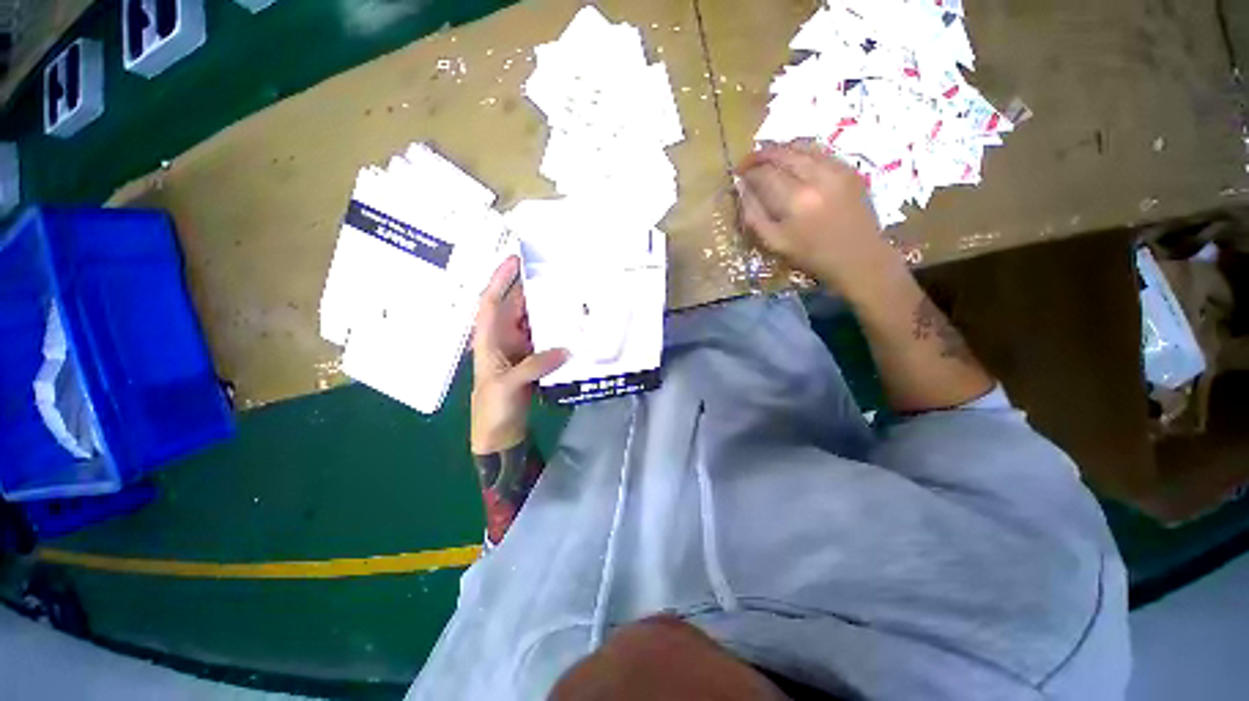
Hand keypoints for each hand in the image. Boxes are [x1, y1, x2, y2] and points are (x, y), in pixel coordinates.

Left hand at [471, 256, 568, 454]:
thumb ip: (535, 365)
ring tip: (568, 294)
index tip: (515, 260)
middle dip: (531, 288)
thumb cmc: (493, 407)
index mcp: (489, 339)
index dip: (500, 279)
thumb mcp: (508, 385)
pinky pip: (546, 338)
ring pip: (533, 321)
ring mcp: (520, 349)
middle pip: (516, 306)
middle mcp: (503, 338)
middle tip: (555, 273)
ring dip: (547, 309)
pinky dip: (557, 331)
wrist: (501, 432)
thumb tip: (566, 349)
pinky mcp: (534, 359)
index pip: (491, 302)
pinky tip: (572, 325)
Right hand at [735, 142, 892, 288]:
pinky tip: (793, 162)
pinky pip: (820, 151)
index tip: (737, 175)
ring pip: (802, 146)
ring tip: (767, 159)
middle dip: (761, 155)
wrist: (857, 258)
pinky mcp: (850, 169)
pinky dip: (802, 152)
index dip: (747, 172)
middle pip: (782, 153)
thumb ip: (753, 215)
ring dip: (780, 150)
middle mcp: (817, 177)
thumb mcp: (774, 243)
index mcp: (795, 200)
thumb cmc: (810, 256)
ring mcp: (837, 169)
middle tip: (747, 163)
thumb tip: (741, 189)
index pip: (764, 174)